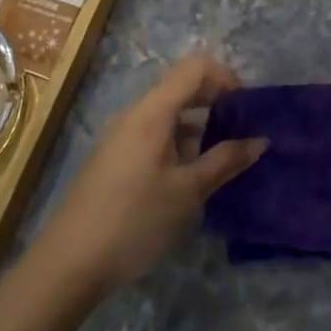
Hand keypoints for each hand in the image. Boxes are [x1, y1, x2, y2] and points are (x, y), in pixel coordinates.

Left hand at [32, 53, 266, 295]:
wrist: (70, 263)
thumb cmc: (135, 221)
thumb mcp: (189, 192)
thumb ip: (226, 161)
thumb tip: (260, 140)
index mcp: (152, 112)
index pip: (194, 68)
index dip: (226, 77)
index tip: (246, 108)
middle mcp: (135, 115)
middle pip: (181, 88)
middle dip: (216, 102)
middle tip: (242, 133)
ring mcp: (122, 137)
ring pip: (169, 115)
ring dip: (199, 127)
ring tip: (223, 160)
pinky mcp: (116, 159)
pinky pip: (155, 135)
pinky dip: (180, 144)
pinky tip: (192, 177)